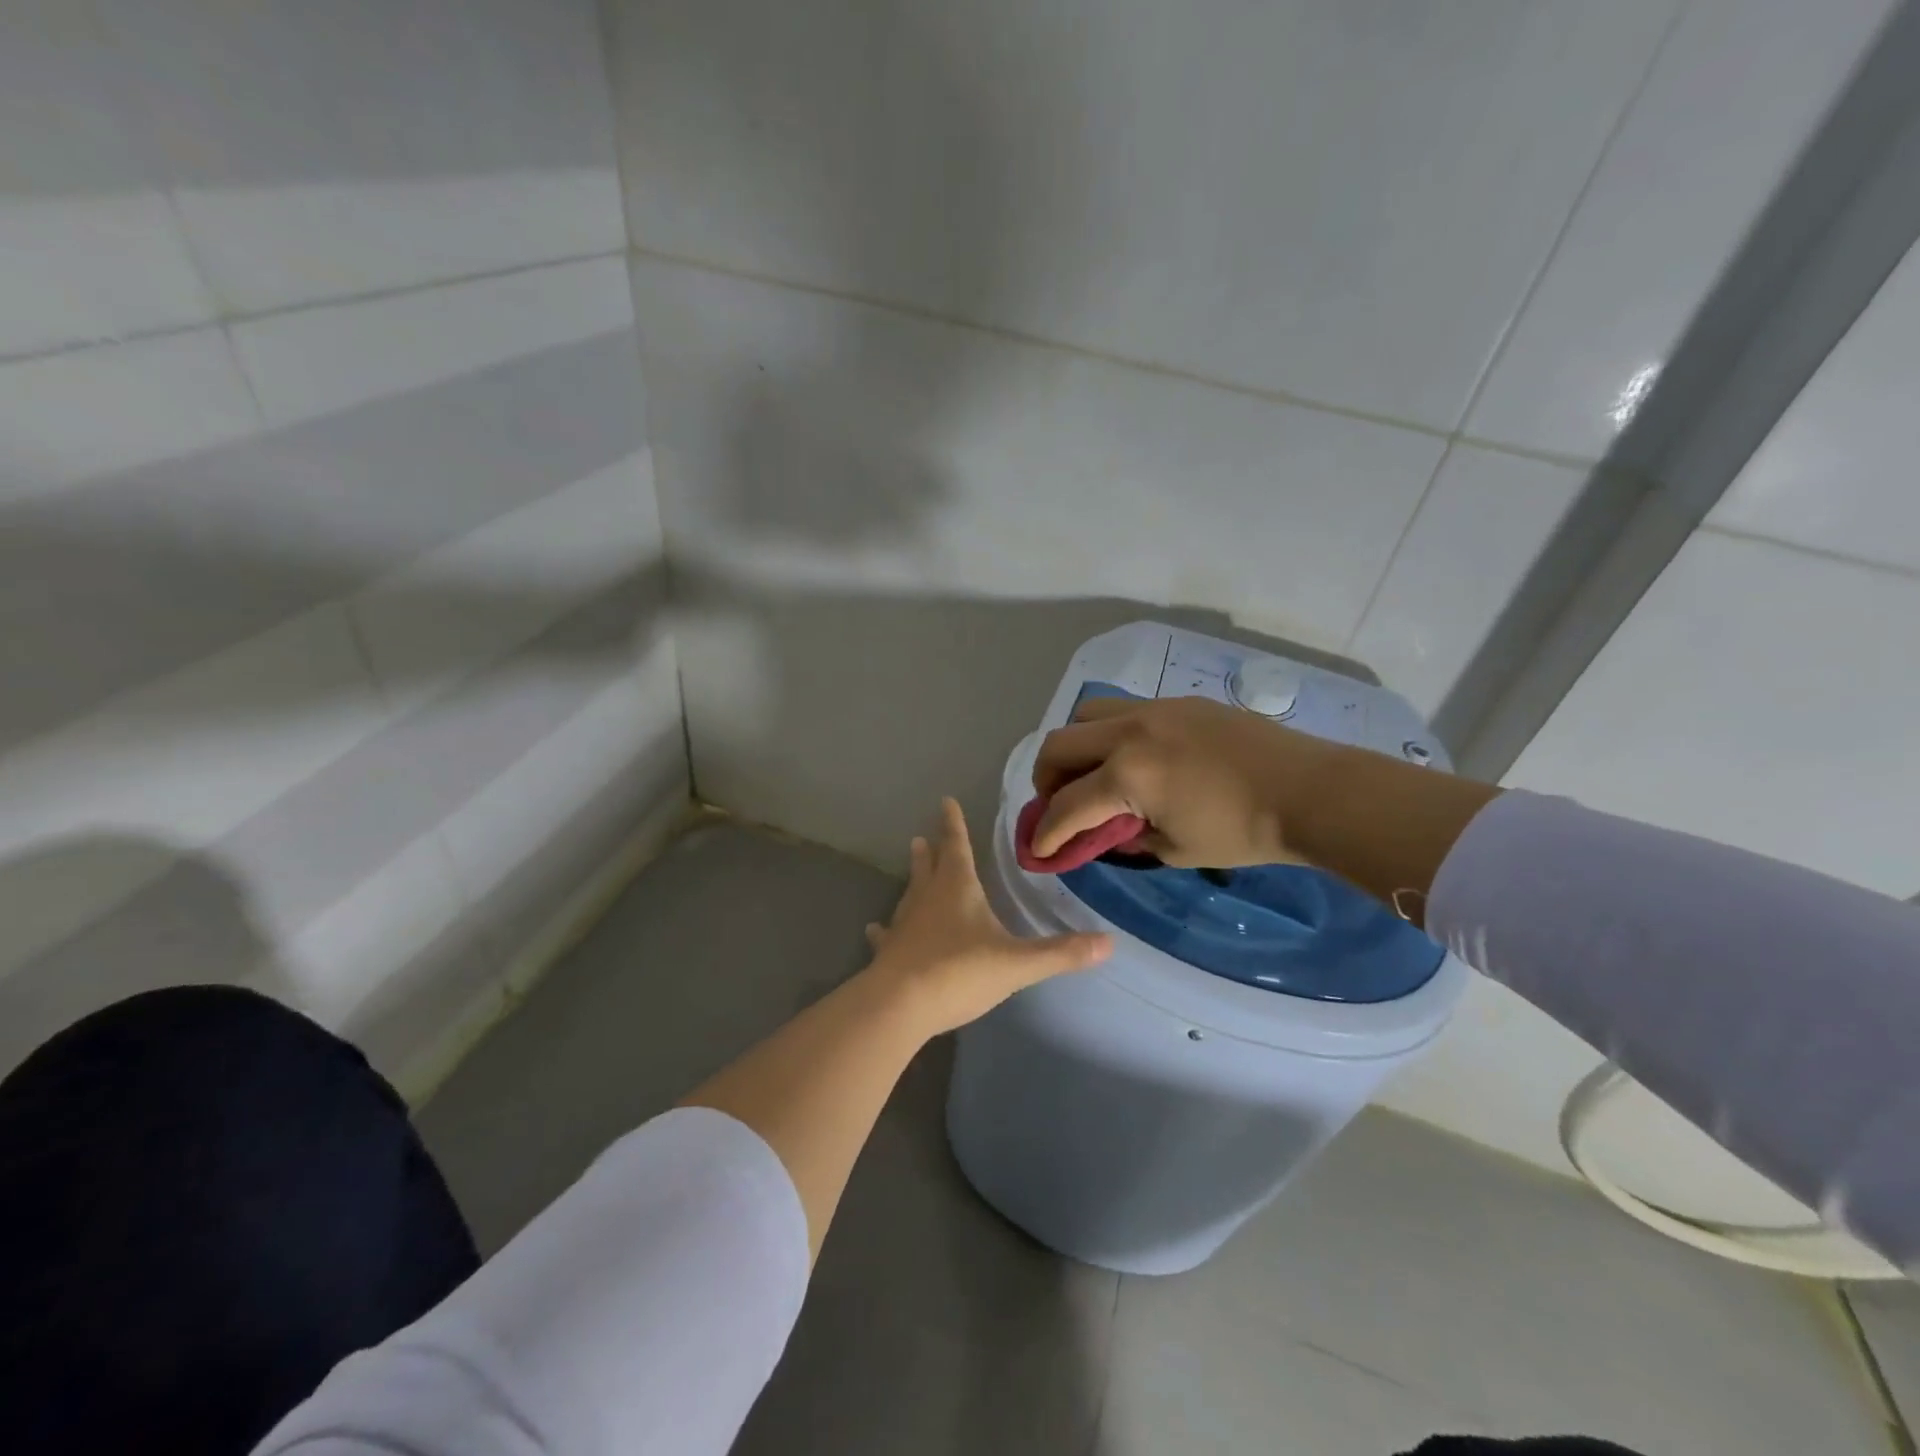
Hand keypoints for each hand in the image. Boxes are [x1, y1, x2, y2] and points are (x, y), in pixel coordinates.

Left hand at [864, 798, 1111, 1034]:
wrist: (900, 1005)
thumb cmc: (960, 972)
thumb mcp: (1017, 963)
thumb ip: (1061, 953)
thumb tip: (1109, 943)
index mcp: (957, 889)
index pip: (957, 846)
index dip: (953, 824)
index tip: (945, 801)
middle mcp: (927, 899)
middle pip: (929, 867)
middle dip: (931, 851)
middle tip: (921, 837)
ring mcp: (904, 925)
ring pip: (909, 895)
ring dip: (913, 881)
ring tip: (912, 869)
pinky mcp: (889, 952)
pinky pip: (888, 934)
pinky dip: (886, 929)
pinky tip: (876, 929)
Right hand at [1031, 695, 1333, 867]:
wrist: (1309, 791)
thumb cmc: (1243, 832)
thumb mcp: (1176, 851)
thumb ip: (1129, 839)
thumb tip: (1107, 832)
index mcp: (1127, 774)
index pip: (1066, 806)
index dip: (1046, 832)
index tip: (1037, 849)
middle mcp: (1129, 732)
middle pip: (1059, 745)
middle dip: (1046, 779)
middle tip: (1057, 803)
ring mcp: (1155, 709)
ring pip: (1087, 714)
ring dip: (1075, 746)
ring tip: (1091, 772)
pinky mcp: (1179, 701)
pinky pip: (1125, 710)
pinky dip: (1111, 734)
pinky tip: (1135, 757)